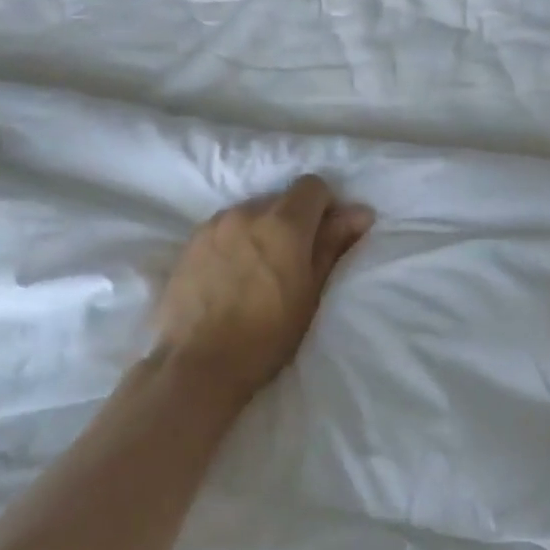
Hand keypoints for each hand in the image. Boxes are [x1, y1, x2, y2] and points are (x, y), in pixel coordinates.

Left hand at [154, 175, 373, 399]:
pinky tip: (231, 276)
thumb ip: (332, 245)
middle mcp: (246, 212)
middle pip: (280, 200)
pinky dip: (234, 242)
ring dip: (261, 231)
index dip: (324, 207)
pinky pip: (223, 229)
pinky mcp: (190, 242)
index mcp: (283, 223)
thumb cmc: (266, 337)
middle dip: (292, 221)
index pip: (312, 186)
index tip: (324, 238)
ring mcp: (214, 225)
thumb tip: (359, 212)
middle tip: (293, 262)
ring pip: (249, 213)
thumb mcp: (311, 294)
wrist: (198, 363)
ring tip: (258, 271)